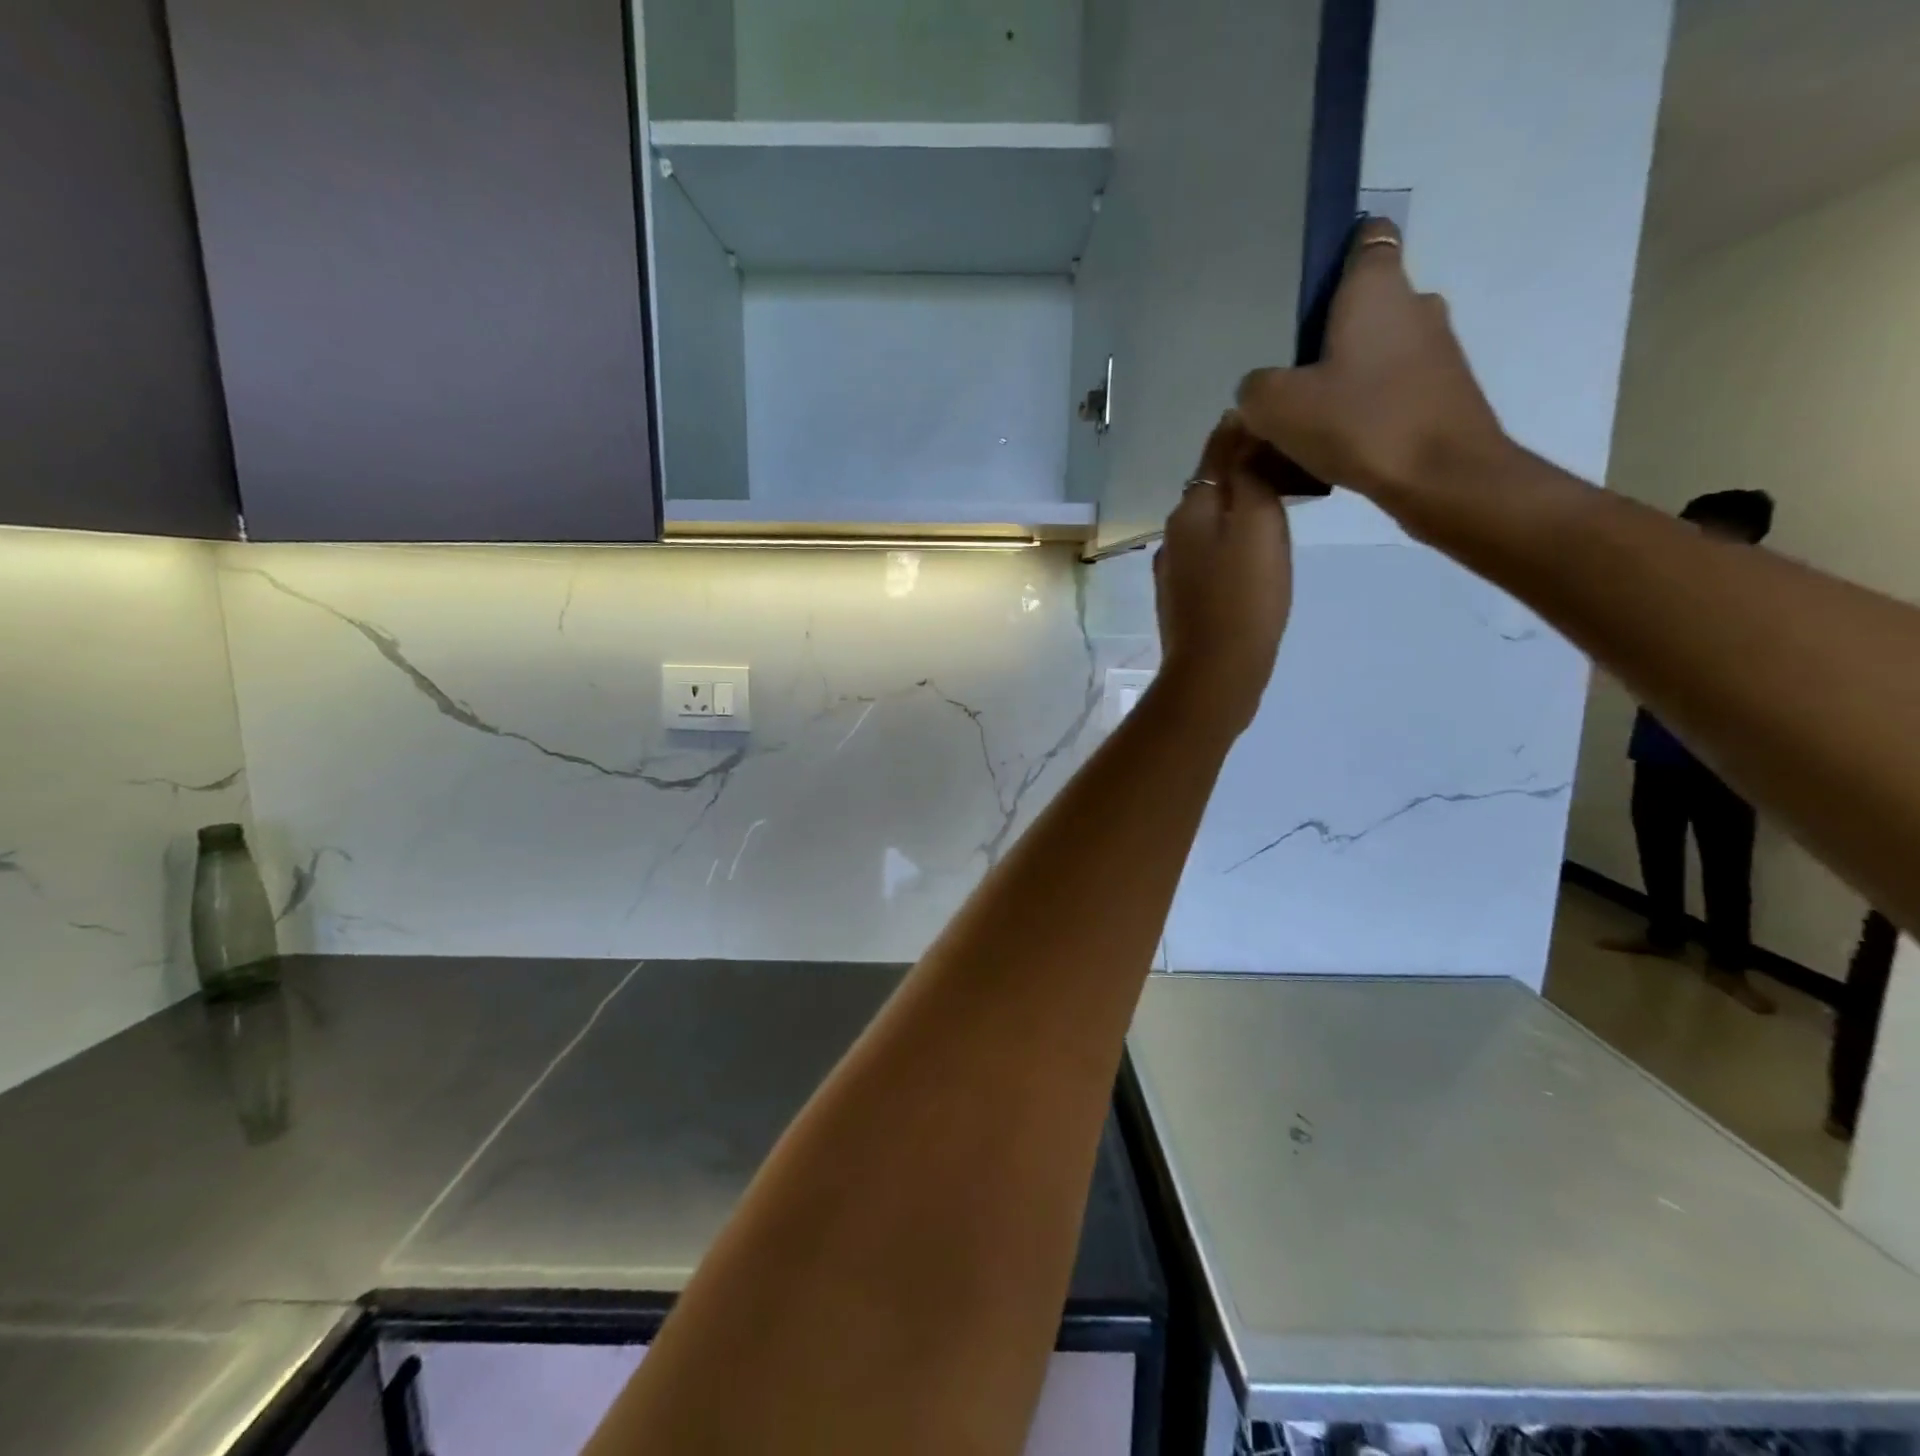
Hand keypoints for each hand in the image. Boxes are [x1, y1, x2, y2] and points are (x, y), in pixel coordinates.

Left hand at [1152, 414, 1292, 736]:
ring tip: (1280, 506)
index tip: (1285, 423)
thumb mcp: (1257, 522)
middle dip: (1245, 470)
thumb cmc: (1244, 596)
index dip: (1248, 432)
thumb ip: (1249, 473)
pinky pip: (1209, 554)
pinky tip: (1252, 555)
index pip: (1217, 450)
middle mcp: (1173, 532)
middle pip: (1212, 486)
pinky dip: (1231, 543)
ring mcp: (1174, 568)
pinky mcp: (1183, 597)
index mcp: (1190, 508)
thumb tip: (1241, 427)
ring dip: (1239, 509)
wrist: (1215, 671)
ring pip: (1210, 522)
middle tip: (1293, 466)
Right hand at [1235, 218, 1511, 526]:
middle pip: (1363, 305)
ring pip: (1376, 351)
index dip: (1336, 254)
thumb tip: (1259, 390)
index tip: (1306, 290)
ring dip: (1345, 375)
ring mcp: (1436, 349)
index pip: (1366, 238)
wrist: (1443, 477)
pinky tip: (1337, 443)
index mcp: (1376, 288)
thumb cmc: (1361, 423)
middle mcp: (1414, 304)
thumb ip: (1255, 390)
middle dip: (1327, 333)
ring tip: (1306, 419)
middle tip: (1287, 374)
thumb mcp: (1276, 407)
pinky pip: (1391, 388)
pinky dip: (1365, 406)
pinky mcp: (1442, 391)